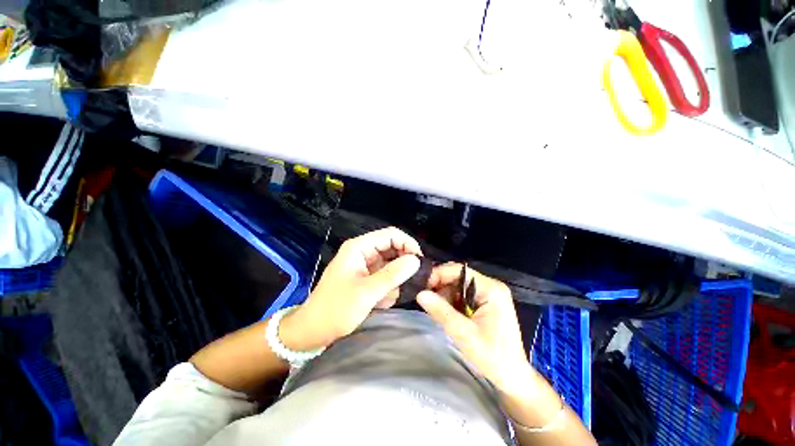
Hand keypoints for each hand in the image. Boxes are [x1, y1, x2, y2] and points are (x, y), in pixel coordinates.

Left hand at [281, 227, 421, 350]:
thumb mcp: (367, 292)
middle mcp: (363, 252)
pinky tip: (380, 302)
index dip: (407, 243)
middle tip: (412, 280)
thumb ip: (393, 274)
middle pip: (392, 248)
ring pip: (391, 264)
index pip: (390, 234)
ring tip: (385, 297)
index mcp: (359, 247)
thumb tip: (416, 260)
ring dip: (394, 281)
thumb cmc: (336, 309)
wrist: (313, 332)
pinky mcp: (367, 278)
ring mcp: (365, 265)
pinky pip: (386, 277)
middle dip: (402, 265)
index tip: (420, 261)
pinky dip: (388, 288)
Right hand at [417, 263, 532, 393]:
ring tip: (435, 308)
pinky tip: (446, 312)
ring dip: (445, 294)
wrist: (512, 376)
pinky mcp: (486, 302)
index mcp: (491, 289)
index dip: (439, 274)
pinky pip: (463, 294)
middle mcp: (491, 286)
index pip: (460, 271)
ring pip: (458, 285)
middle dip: (441, 285)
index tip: (422, 286)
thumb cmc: (493, 357)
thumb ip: (442, 312)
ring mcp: (489, 293)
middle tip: (425, 297)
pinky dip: (451, 301)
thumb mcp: (464, 334)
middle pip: (459, 276)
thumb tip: (420, 294)